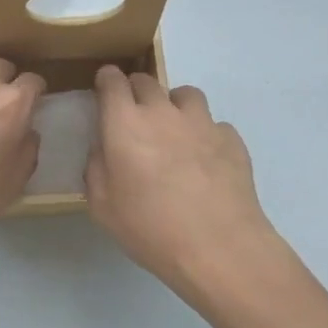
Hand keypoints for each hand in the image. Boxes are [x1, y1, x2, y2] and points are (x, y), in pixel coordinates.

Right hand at [85, 66, 285, 300]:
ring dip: (173, 105)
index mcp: (125, 123)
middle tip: (133, 117)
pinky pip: (213, 124)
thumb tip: (103, 148)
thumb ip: (95, 168)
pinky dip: (204, 134)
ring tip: (172, 130)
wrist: (219, 247)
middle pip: (146, 81)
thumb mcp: (102, 206)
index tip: (104, 89)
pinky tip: (204, 160)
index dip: (106, 81)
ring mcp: (202, 122)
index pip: (112, 81)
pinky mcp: (232, 139)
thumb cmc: (150, 228)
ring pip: (184, 94)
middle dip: (135, 91)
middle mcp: (163, 112)